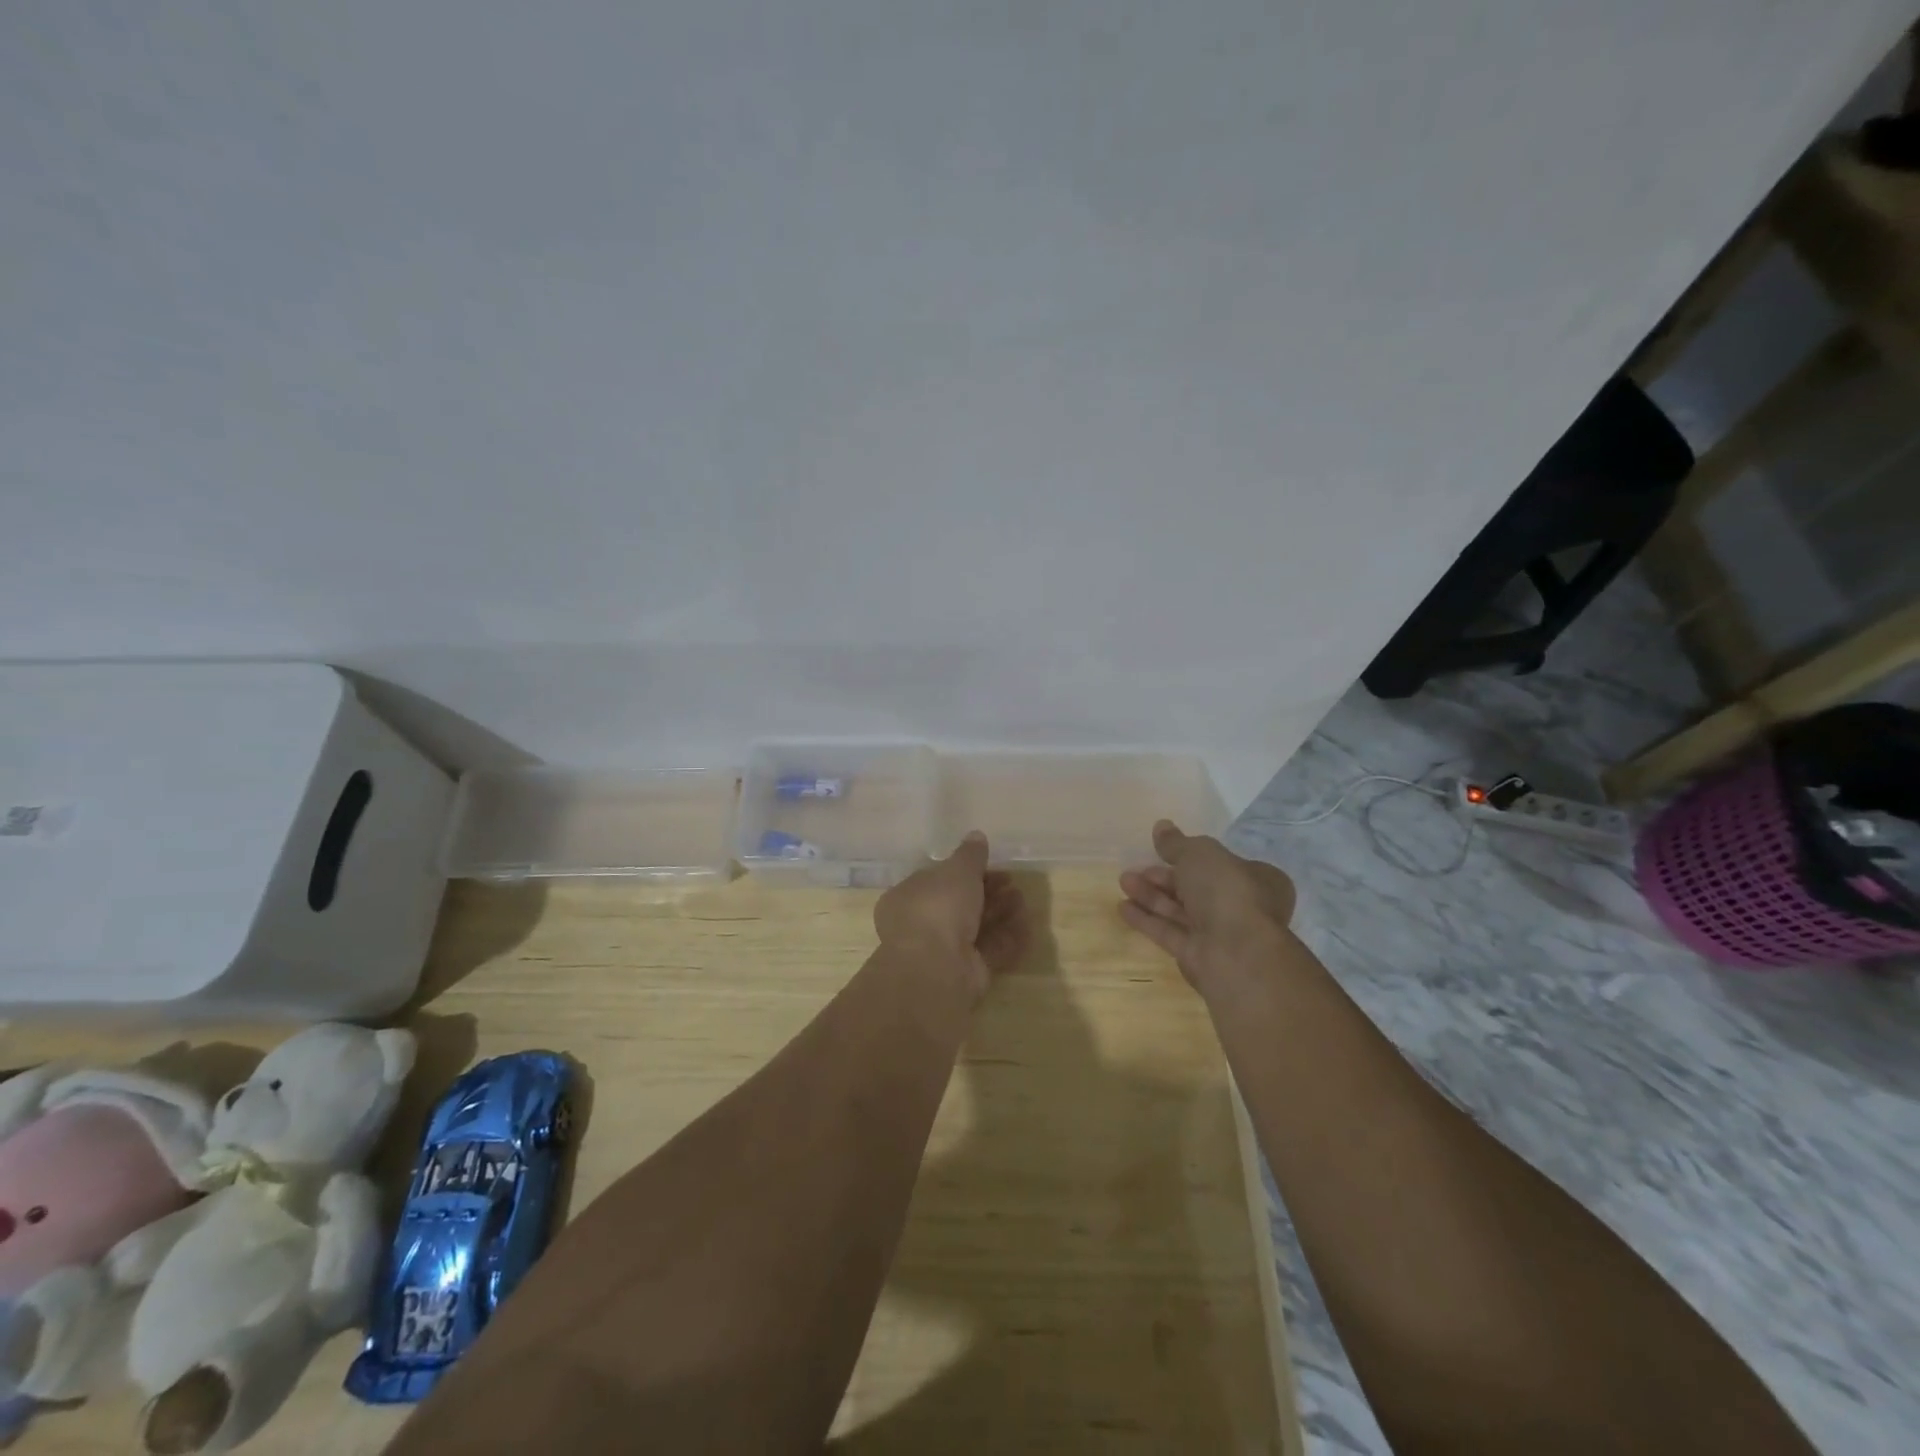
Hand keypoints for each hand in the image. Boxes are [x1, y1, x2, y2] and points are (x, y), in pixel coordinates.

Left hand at [874, 831, 1030, 999]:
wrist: (936, 968)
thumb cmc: (938, 908)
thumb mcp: (957, 871)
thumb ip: (970, 855)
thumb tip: (976, 835)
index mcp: (909, 897)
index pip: (938, 880)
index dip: (966, 872)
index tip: (992, 865)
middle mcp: (923, 925)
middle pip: (961, 905)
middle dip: (989, 893)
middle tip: (1012, 883)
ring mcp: (944, 952)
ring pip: (978, 928)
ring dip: (1001, 913)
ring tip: (1022, 901)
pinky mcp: (966, 974)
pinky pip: (990, 951)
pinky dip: (1009, 939)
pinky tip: (1028, 926)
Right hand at [1119, 820, 1296, 998]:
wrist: (1236, 954)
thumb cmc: (1227, 891)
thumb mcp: (1199, 853)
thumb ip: (1177, 842)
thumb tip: (1161, 826)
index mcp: (1257, 879)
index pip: (1222, 864)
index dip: (1192, 856)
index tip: (1163, 850)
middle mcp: (1242, 906)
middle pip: (1196, 888)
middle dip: (1164, 877)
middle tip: (1136, 867)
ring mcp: (1220, 934)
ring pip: (1181, 910)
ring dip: (1151, 895)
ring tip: (1123, 882)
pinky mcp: (1198, 956)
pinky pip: (1170, 932)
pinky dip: (1147, 919)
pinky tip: (1123, 907)